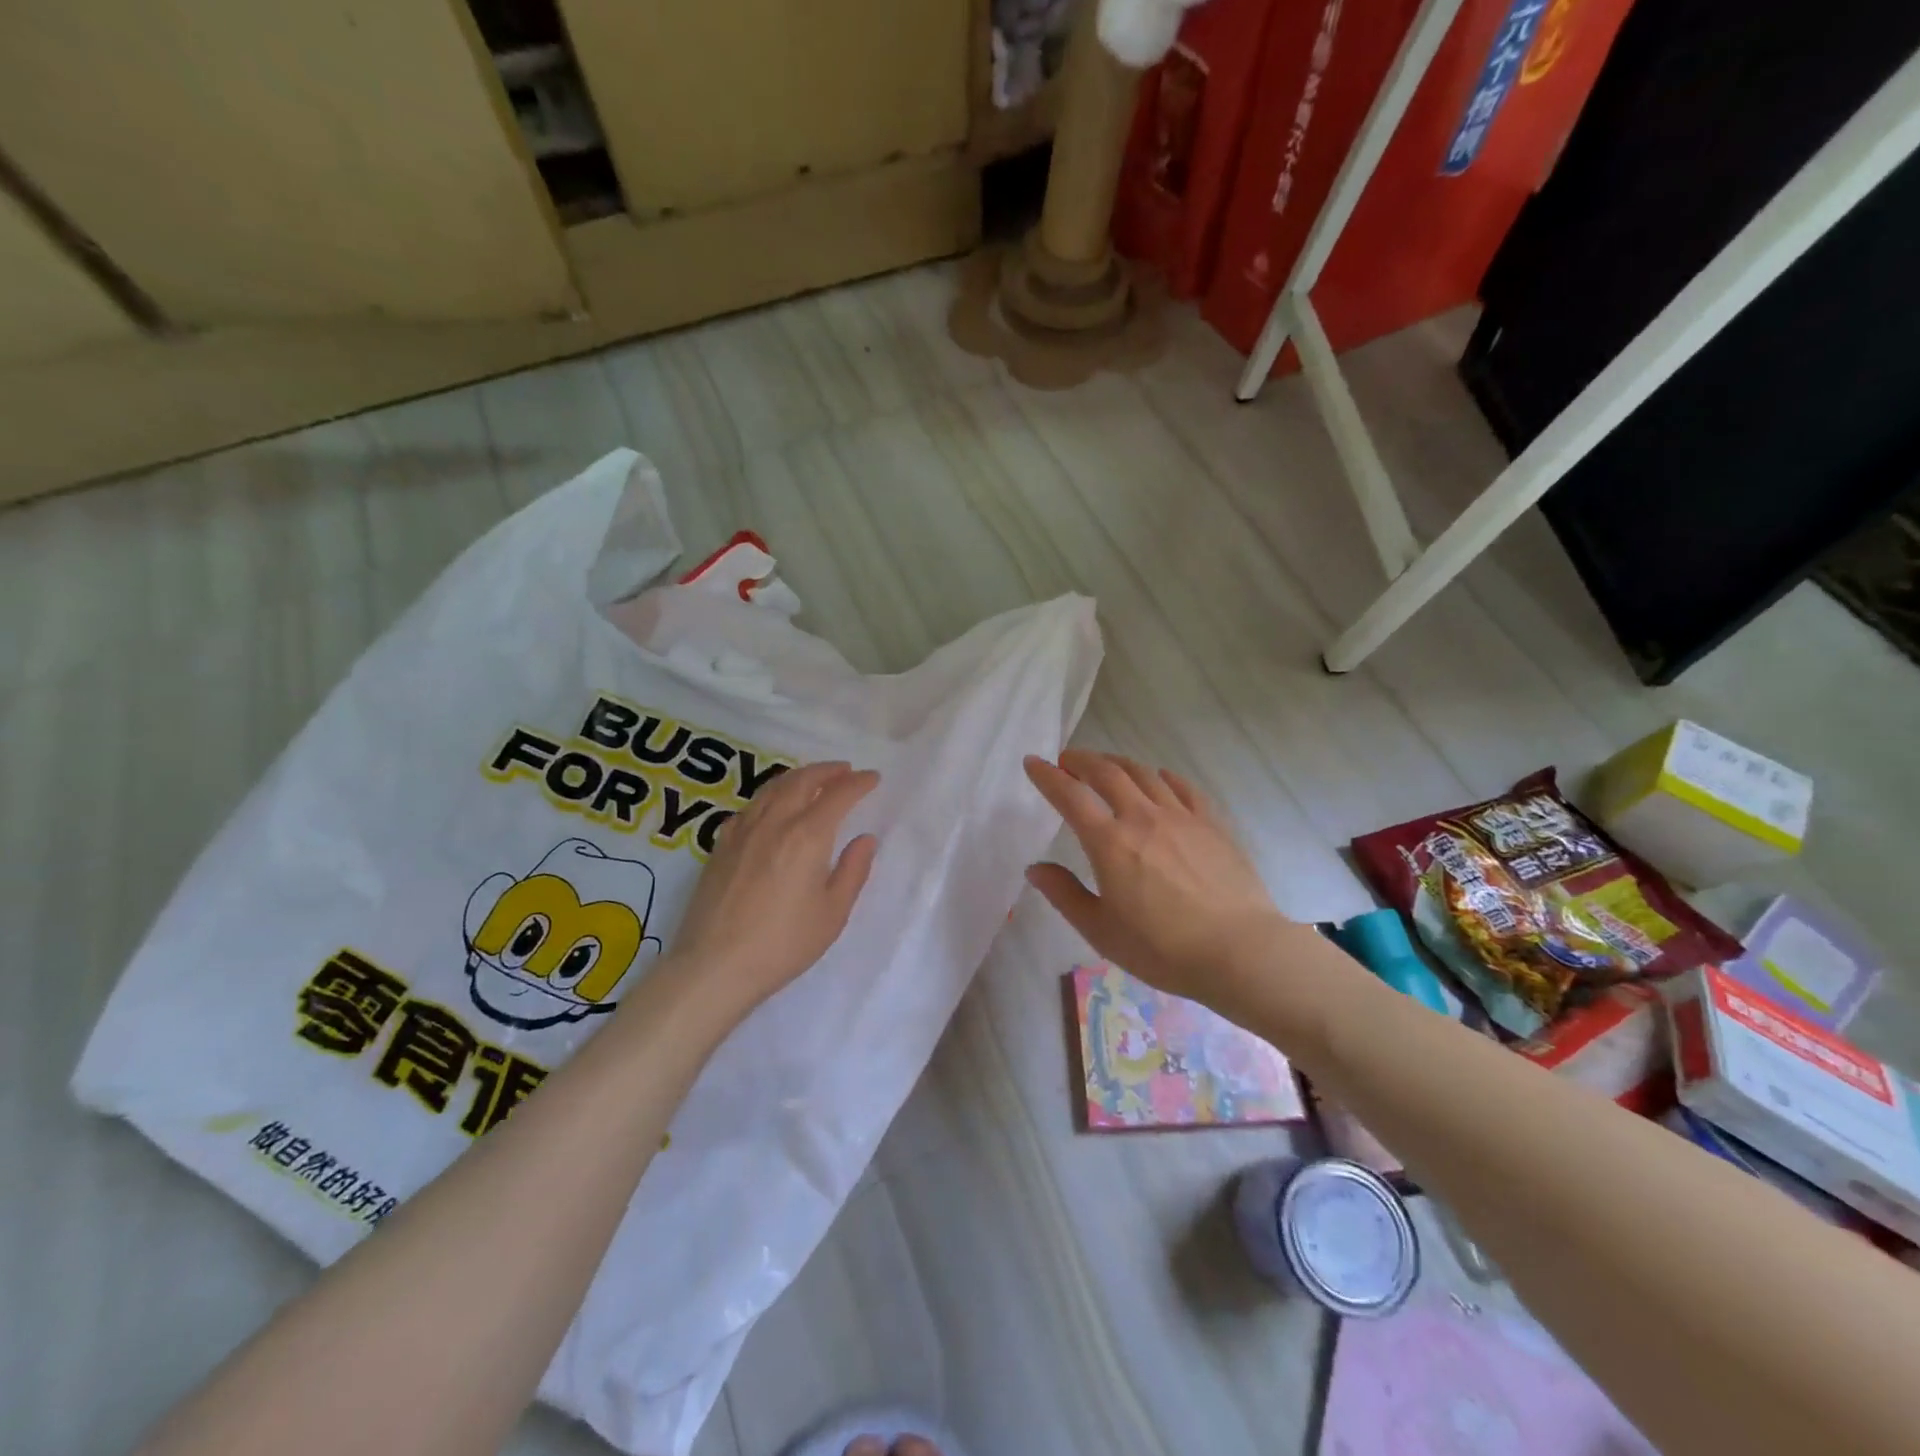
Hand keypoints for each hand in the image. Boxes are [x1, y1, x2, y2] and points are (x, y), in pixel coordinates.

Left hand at [663, 760, 878, 1021]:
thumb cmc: (783, 944)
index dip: (858, 783)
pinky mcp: (721, 846)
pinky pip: (749, 806)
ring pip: (772, 788)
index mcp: (807, 836)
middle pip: (801, 781)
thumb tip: (865, 839)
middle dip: (827, 771)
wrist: (715, 966)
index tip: (872, 778)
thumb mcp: (832, 913)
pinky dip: (769, 796)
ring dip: (797, 777)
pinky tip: (771, 806)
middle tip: (844, 770)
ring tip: (812, 779)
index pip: (837, 795)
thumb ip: (853, 870)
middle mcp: (774, 822)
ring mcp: (742, 831)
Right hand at [1024, 751, 1290, 1010]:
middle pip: (1107, 773)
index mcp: (1110, 842)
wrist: (1239, 951)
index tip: (1033, 762)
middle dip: (1082, 761)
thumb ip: (1065, 895)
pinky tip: (1159, 778)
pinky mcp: (1212, 824)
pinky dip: (1163, 777)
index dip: (1047, 776)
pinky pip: (1183, 787)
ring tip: (1106, 765)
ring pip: (1144, 773)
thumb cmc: (1162, 949)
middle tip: (1068, 760)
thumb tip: (1035, 868)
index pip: (1070, 796)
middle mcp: (1143, 818)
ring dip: (1118, 763)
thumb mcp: (1101, 931)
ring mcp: (1181, 817)